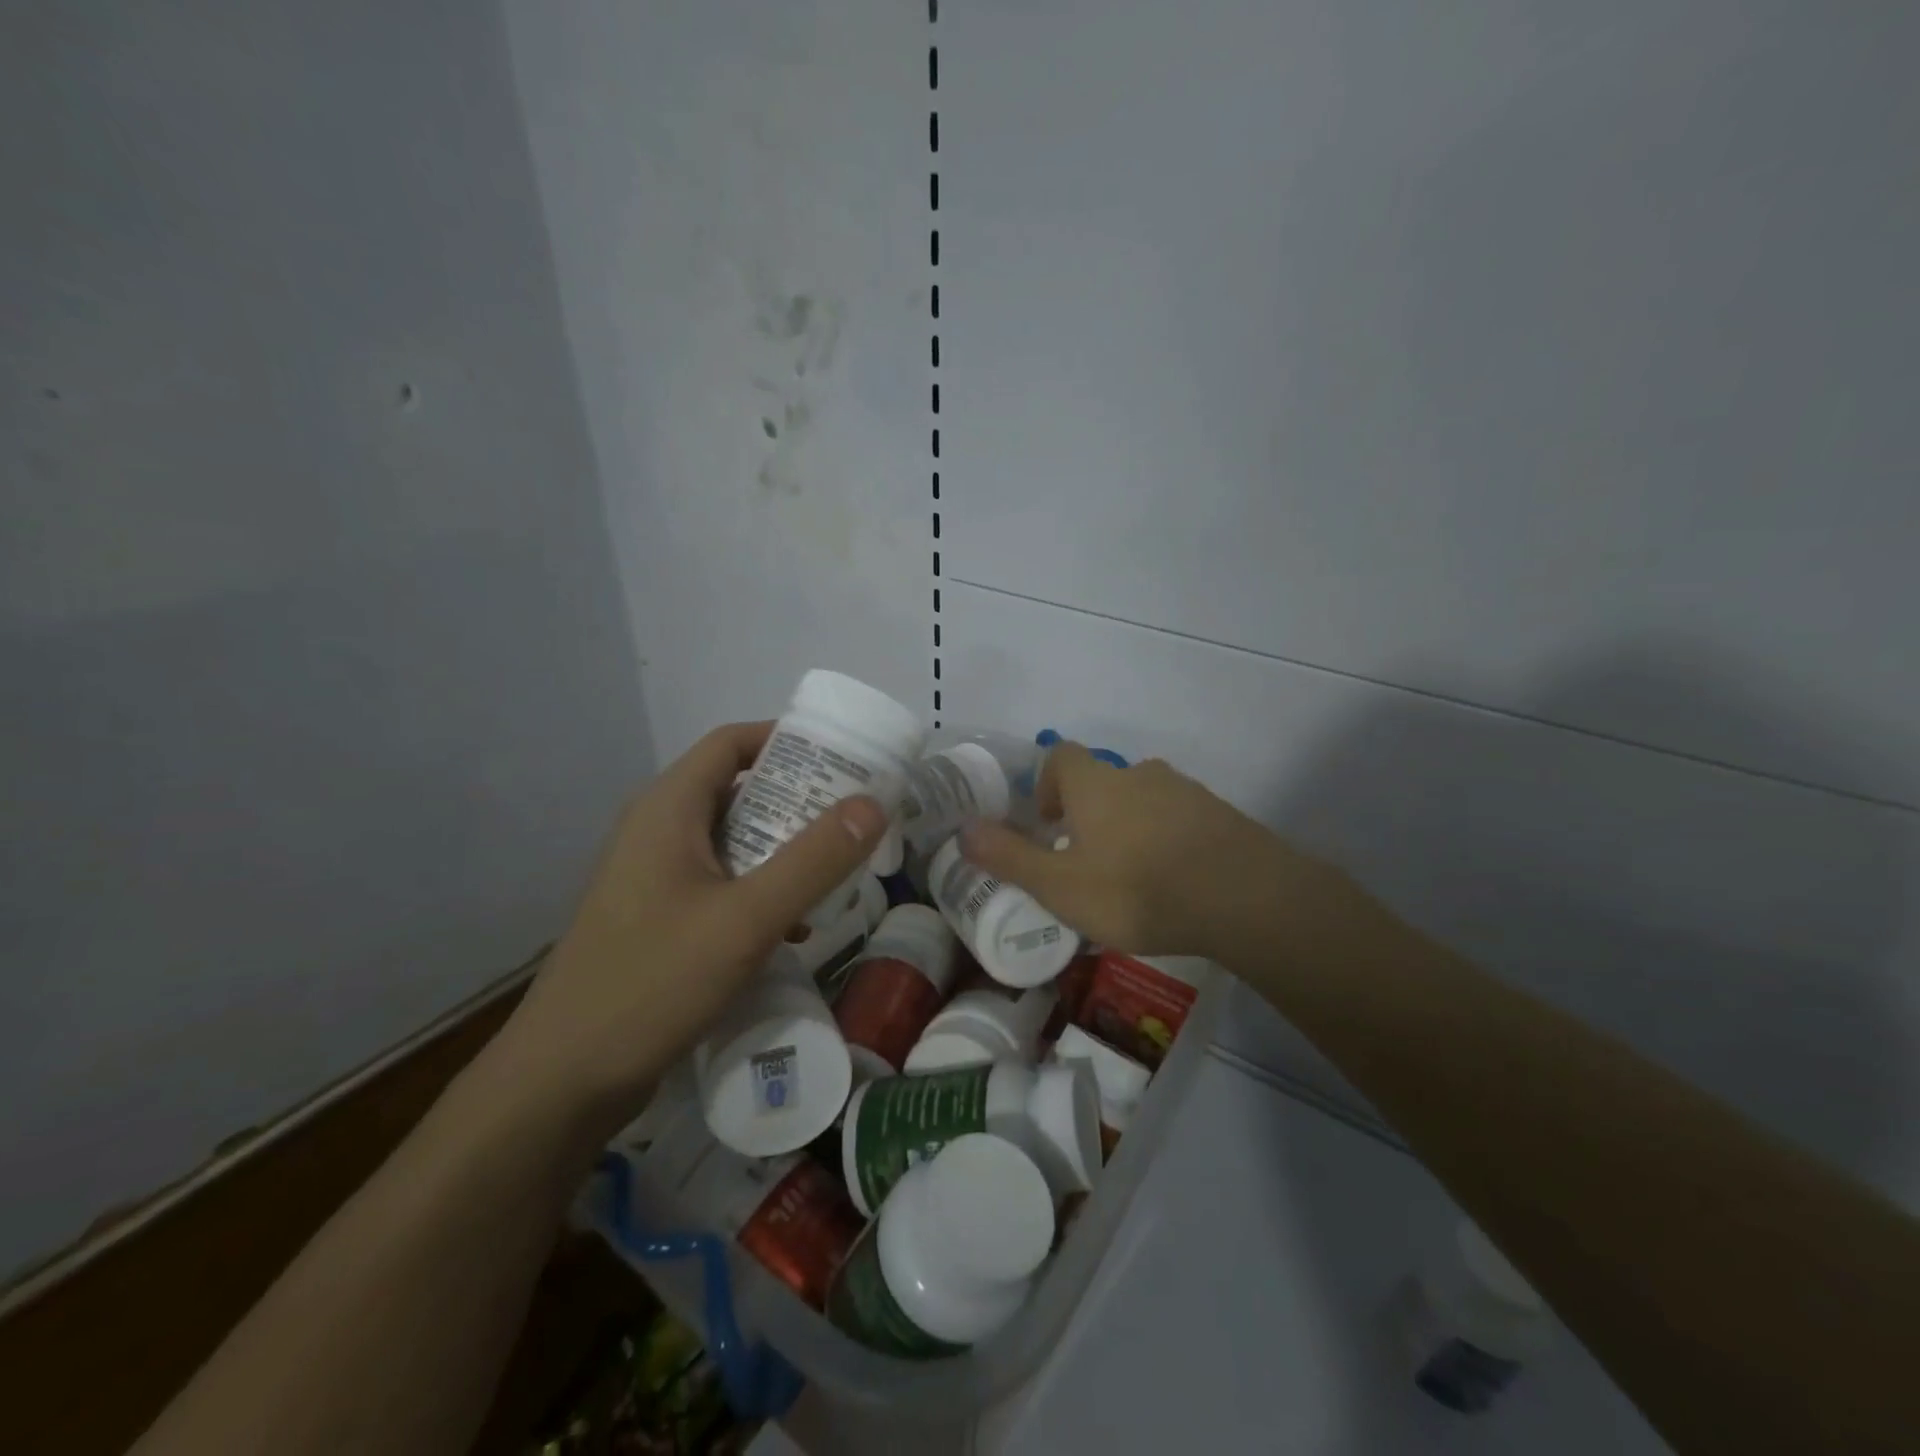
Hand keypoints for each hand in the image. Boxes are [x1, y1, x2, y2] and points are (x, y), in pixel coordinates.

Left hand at [497, 721, 887, 1124]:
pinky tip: (794, 927)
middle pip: (737, 789)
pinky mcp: (656, 918)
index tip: (844, 758)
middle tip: (855, 816)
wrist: (561, 1083)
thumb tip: (875, 803)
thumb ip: (814, 860)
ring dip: (784, 848)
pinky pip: (720, 882)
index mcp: (668, 808)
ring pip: (732, 840)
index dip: (787, 739)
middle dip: (798, 799)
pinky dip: (760, 889)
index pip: (732, 743)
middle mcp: (656, 830)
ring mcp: (653, 877)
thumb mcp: (746, 919)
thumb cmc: (652, 983)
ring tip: (837, 869)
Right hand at [959, 741, 1294, 956]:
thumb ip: (1010, 857)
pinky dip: (1167, 839)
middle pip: (1103, 780)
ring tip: (1131, 877)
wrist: (1244, 898)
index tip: (1048, 823)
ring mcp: (1185, 791)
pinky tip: (1174, 881)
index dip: (1047, 782)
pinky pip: (1180, 818)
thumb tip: (963, 829)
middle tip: (1085, 860)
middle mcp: (1138, 774)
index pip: (1061, 755)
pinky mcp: (1220, 814)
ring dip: (1129, 826)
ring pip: (1143, 799)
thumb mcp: (1060, 886)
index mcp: (1096, 784)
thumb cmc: (1137, 889)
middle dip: (1089, 813)